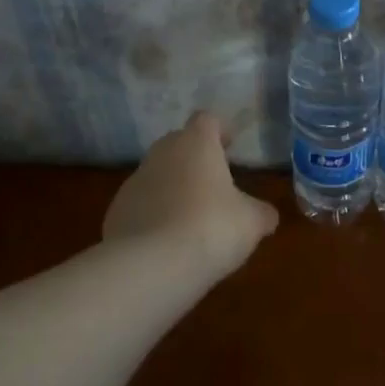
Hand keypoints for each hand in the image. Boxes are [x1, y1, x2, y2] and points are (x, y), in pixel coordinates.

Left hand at [104, 111, 278, 275]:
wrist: (150, 265)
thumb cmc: (211, 228)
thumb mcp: (251, 222)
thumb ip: (261, 213)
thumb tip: (267, 215)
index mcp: (196, 144)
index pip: (207, 120)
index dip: (220, 130)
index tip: (230, 146)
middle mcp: (162, 153)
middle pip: (178, 142)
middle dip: (194, 157)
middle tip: (213, 181)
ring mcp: (135, 181)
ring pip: (157, 173)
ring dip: (172, 186)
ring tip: (190, 216)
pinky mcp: (116, 210)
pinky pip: (141, 203)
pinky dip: (153, 214)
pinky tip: (166, 241)